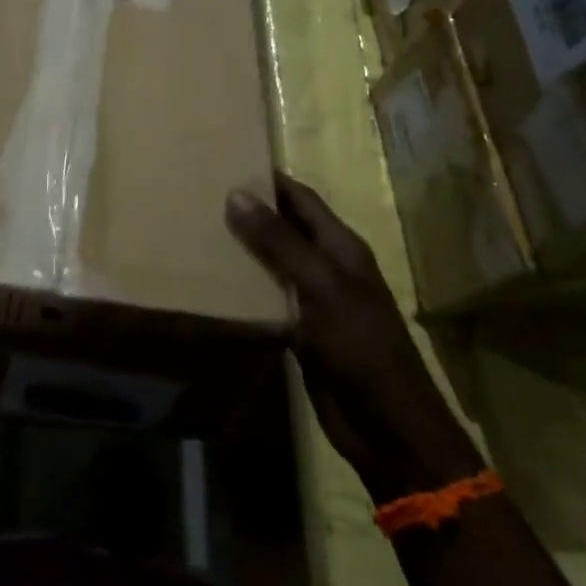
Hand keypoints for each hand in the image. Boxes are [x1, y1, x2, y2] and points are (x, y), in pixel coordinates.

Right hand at [226, 173, 481, 503]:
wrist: (387, 426)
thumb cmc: (360, 347)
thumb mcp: (320, 287)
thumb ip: (280, 242)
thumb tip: (237, 193)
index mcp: (342, 247)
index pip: (302, 199)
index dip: (270, 179)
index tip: (229, 159)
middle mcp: (329, 267)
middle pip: (286, 228)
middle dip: (251, 211)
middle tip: (203, 194)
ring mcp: (315, 300)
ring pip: (274, 263)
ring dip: (244, 249)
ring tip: (199, 231)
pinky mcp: (301, 332)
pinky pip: (268, 298)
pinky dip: (245, 288)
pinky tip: (214, 283)